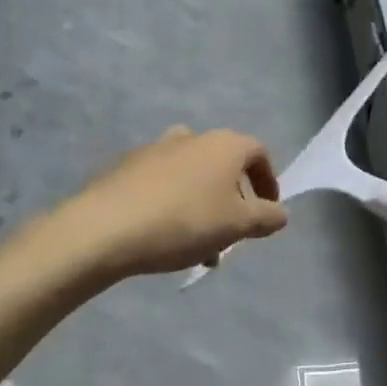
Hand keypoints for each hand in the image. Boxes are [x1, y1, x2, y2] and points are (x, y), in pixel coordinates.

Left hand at [55, 127, 288, 279]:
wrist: (106, 227)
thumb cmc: (184, 221)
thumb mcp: (237, 225)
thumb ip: (266, 218)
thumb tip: (280, 213)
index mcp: (223, 144)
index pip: (258, 153)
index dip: (268, 181)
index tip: (268, 211)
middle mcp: (191, 137)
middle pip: (223, 166)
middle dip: (232, 201)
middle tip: (231, 235)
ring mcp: (155, 149)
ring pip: (192, 178)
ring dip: (203, 207)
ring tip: (198, 248)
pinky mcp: (126, 168)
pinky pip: (162, 185)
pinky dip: (173, 206)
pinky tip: (165, 238)